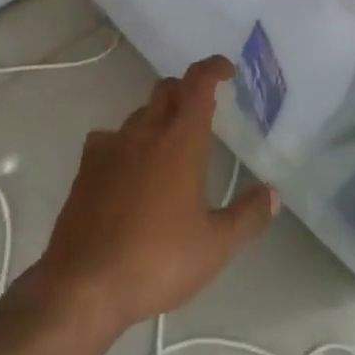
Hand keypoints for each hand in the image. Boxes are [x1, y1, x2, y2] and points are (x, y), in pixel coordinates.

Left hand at [31, 57, 276, 338]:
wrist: (82, 285)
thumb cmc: (156, 260)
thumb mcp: (214, 247)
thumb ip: (247, 217)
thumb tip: (272, 195)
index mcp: (180, 140)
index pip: (198, 83)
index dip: (213, 68)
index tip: (226, 71)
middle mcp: (144, 132)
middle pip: (167, 89)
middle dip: (187, 90)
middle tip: (204, 110)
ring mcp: (110, 147)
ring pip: (138, 113)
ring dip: (157, 117)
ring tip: (169, 144)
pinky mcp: (85, 168)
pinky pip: (109, 138)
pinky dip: (126, 142)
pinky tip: (129, 168)